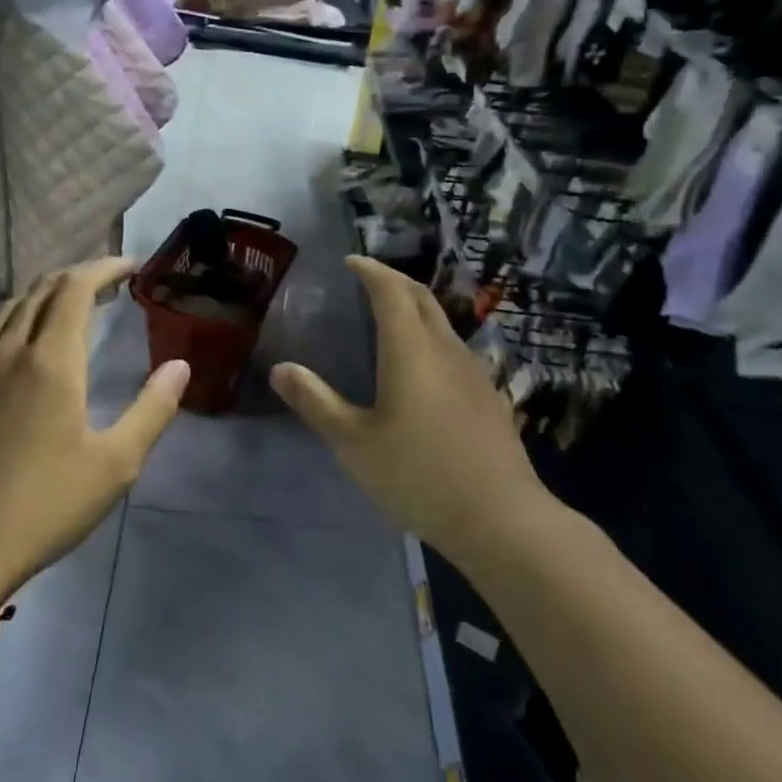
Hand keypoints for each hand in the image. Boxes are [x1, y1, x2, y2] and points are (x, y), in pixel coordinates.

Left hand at [0, 258, 189, 600]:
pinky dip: (10, 316)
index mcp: (51, 360)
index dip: (103, 268)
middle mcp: (8, 348)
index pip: (75, 288)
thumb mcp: (116, 464)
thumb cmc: (45, 505)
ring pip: (10, 306)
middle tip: (108, 284)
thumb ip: (152, 409)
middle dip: (78, 276)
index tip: (130, 267)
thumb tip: (180, 366)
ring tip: (70, 304)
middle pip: (42, 289)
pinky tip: (17, 335)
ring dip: (44, 294)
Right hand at [271, 256, 550, 556]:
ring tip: (390, 320)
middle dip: (394, 282)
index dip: (370, 271)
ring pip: (443, 324)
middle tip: (368, 281)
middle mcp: (447, 350)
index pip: (391, 292)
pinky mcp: (490, 398)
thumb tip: (280, 369)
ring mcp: (475, 373)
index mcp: (412, 350)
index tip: (351, 263)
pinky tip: (423, 369)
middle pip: (422, 299)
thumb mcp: (354, 443)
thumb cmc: (418, 475)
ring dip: (416, 310)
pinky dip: (432, 339)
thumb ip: (316, 402)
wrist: (501, 518)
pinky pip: (455, 351)